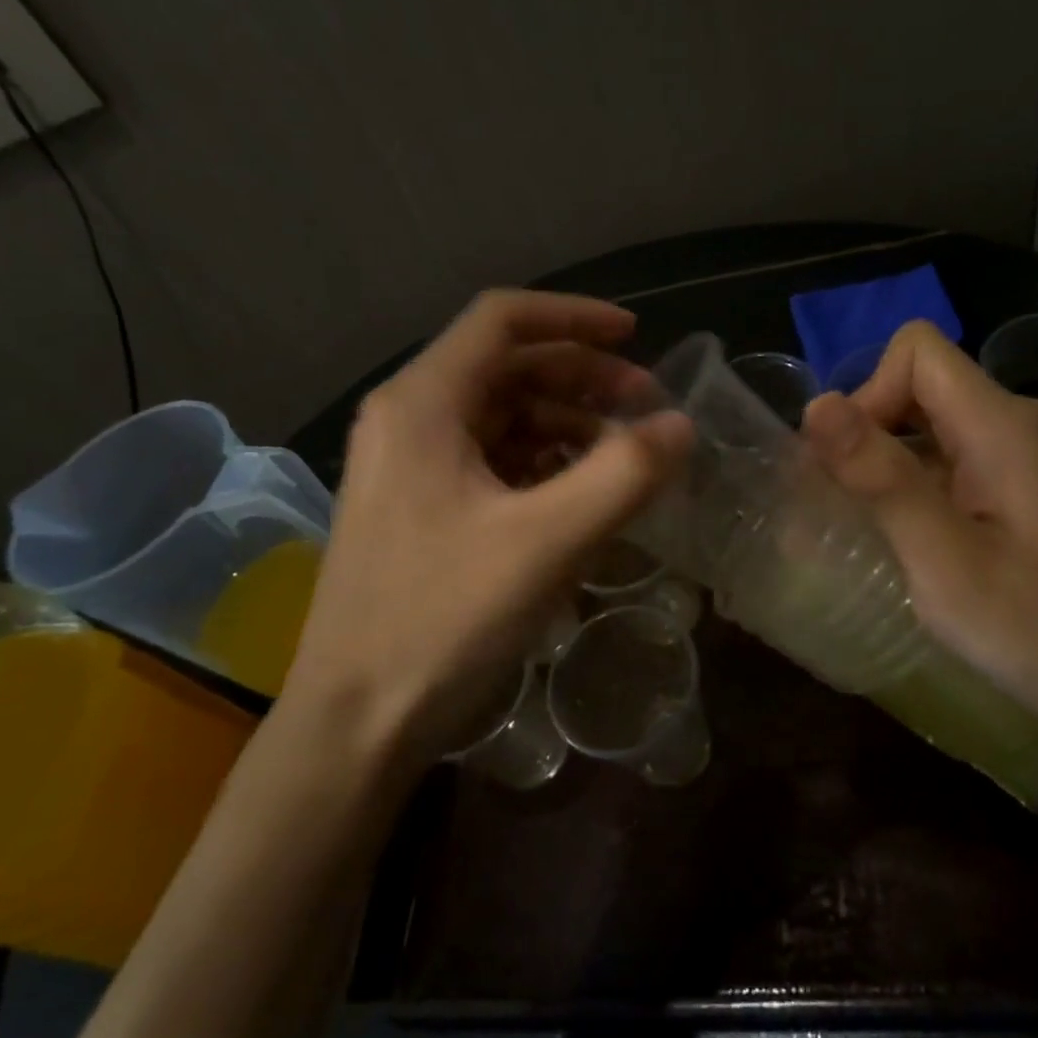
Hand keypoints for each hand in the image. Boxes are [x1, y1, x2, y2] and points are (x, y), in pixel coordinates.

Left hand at [281, 290, 691, 769]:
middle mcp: (407, 420)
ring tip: (621, 457)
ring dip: (565, 423)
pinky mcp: (417, 509)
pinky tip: (578, 493)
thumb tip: (681, 425)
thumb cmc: (443, 618)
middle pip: (505, 366)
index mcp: (422, 403)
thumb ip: (624, 473)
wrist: (356, 720)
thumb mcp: (548, 541)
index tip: (636, 337)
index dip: (574, 317)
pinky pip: (489, 461)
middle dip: (581, 377)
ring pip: (499, 416)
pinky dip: (540, 463)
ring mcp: (407, 467)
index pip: (502, 319)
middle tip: (644, 408)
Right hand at [800, 322, 1037, 755]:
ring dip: (899, 468)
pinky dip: (932, 487)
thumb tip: (816, 405)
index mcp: (1008, 425)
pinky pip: (970, 460)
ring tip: (885, 536)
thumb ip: (882, 479)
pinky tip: (931, 547)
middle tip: (856, 515)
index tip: (852, 470)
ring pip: (944, 427)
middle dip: (874, 437)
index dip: (868, 395)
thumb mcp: (946, 563)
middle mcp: (1031, 421)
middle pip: (927, 387)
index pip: (917, 351)